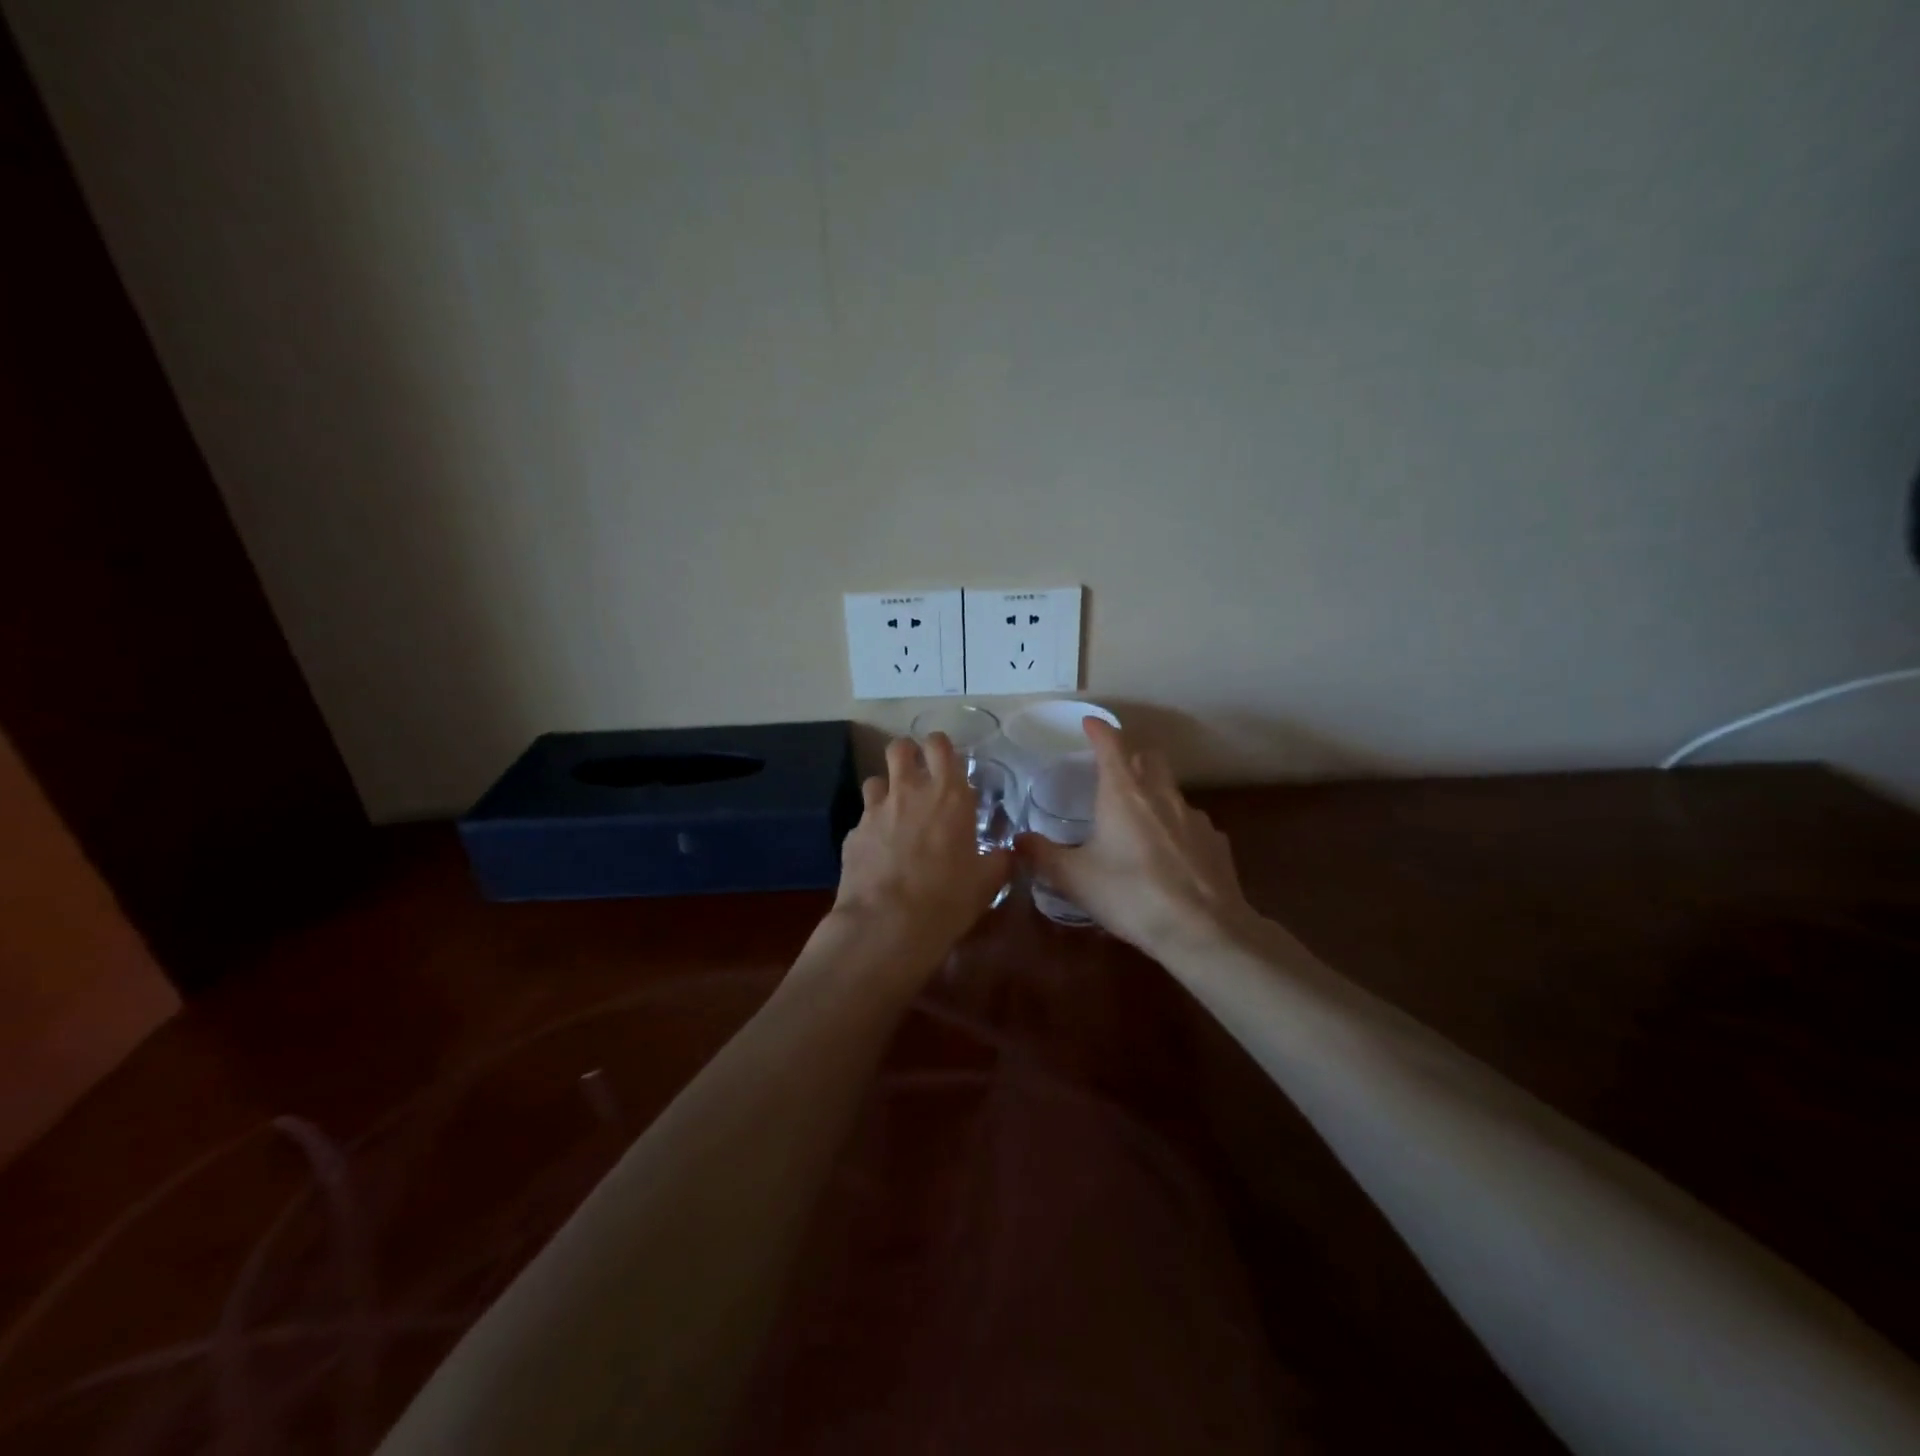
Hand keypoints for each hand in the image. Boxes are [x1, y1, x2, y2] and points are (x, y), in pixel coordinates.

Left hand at [832, 733, 1011, 955]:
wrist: (887, 925)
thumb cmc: (947, 898)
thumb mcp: (987, 882)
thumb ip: (999, 860)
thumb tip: (1008, 853)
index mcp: (948, 795)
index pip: (939, 745)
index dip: (939, 747)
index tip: (944, 762)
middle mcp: (909, 792)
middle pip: (899, 748)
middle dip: (907, 755)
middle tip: (917, 776)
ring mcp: (875, 811)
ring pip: (875, 780)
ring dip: (885, 791)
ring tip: (895, 814)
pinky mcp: (852, 834)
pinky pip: (862, 821)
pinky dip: (870, 830)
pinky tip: (878, 853)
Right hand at [1018, 718, 1257, 957]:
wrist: (1203, 930)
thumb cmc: (1130, 895)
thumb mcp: (1075, 879)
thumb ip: (1043, 856)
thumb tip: (1017, 841)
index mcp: (1124, 793)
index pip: (1111, 744)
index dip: (1098, 730)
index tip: (1089, 723)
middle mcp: (1161, 795)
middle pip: (1149, 757)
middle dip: (1131, 755)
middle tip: (1114, 771)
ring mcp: (1195, 817)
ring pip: (1172, 790)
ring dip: (1155, 793)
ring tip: (1140, 820)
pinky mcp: (1216, 843)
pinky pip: (1192, 823)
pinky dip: (1177, 828)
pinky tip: (1170, 855)